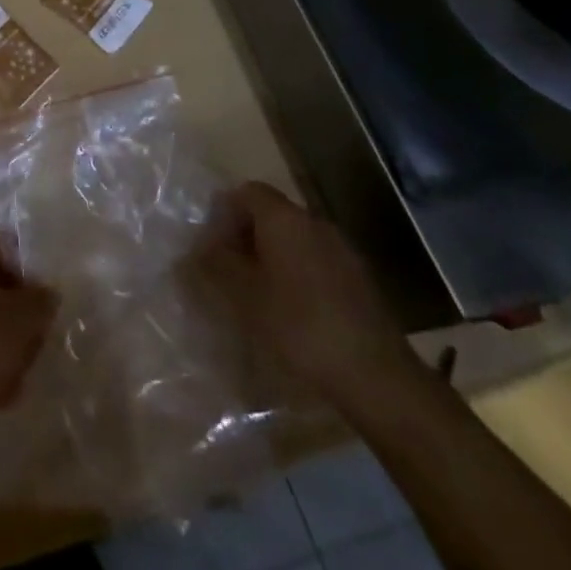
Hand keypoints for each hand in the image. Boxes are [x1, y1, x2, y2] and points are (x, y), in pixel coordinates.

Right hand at [201, 181, 417, 399]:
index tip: (210, 246)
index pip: (247, 192)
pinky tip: (290, 314)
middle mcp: (314, 223)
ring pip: (293, 241)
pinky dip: (295, 277)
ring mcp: (342, 251)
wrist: (378, 377)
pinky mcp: (358, 282)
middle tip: (226, 272)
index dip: (223, 213)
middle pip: (270, 214)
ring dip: (270, 258)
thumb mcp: (245, 297)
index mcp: (285, 218)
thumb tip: (192, 250)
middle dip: (244, 238)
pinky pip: (315, 263)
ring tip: (254, 296)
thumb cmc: (300, 327)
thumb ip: (215, 267)